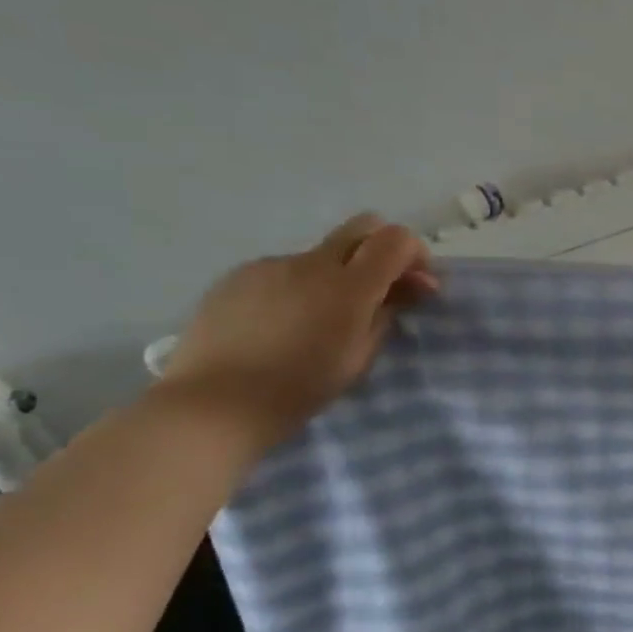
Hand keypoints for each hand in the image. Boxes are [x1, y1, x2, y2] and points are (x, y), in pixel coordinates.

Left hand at [159, 214, 439, 452]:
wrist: (215, 404)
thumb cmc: (300, 388)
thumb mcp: (361, 356)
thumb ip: (388, 312)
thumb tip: (412, 286)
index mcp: (349, 286)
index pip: (395, 239)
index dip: (414, 253)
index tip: (417, 282)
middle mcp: (311, 263)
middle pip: (361, 227)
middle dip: (381, 248)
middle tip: (381, 287)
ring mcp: (271, 264)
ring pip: (320, 255)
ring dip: (335, 274)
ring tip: (320, 319)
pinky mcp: (238, 275)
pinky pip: (283, 271)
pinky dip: (297, 287)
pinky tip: (283, 323)